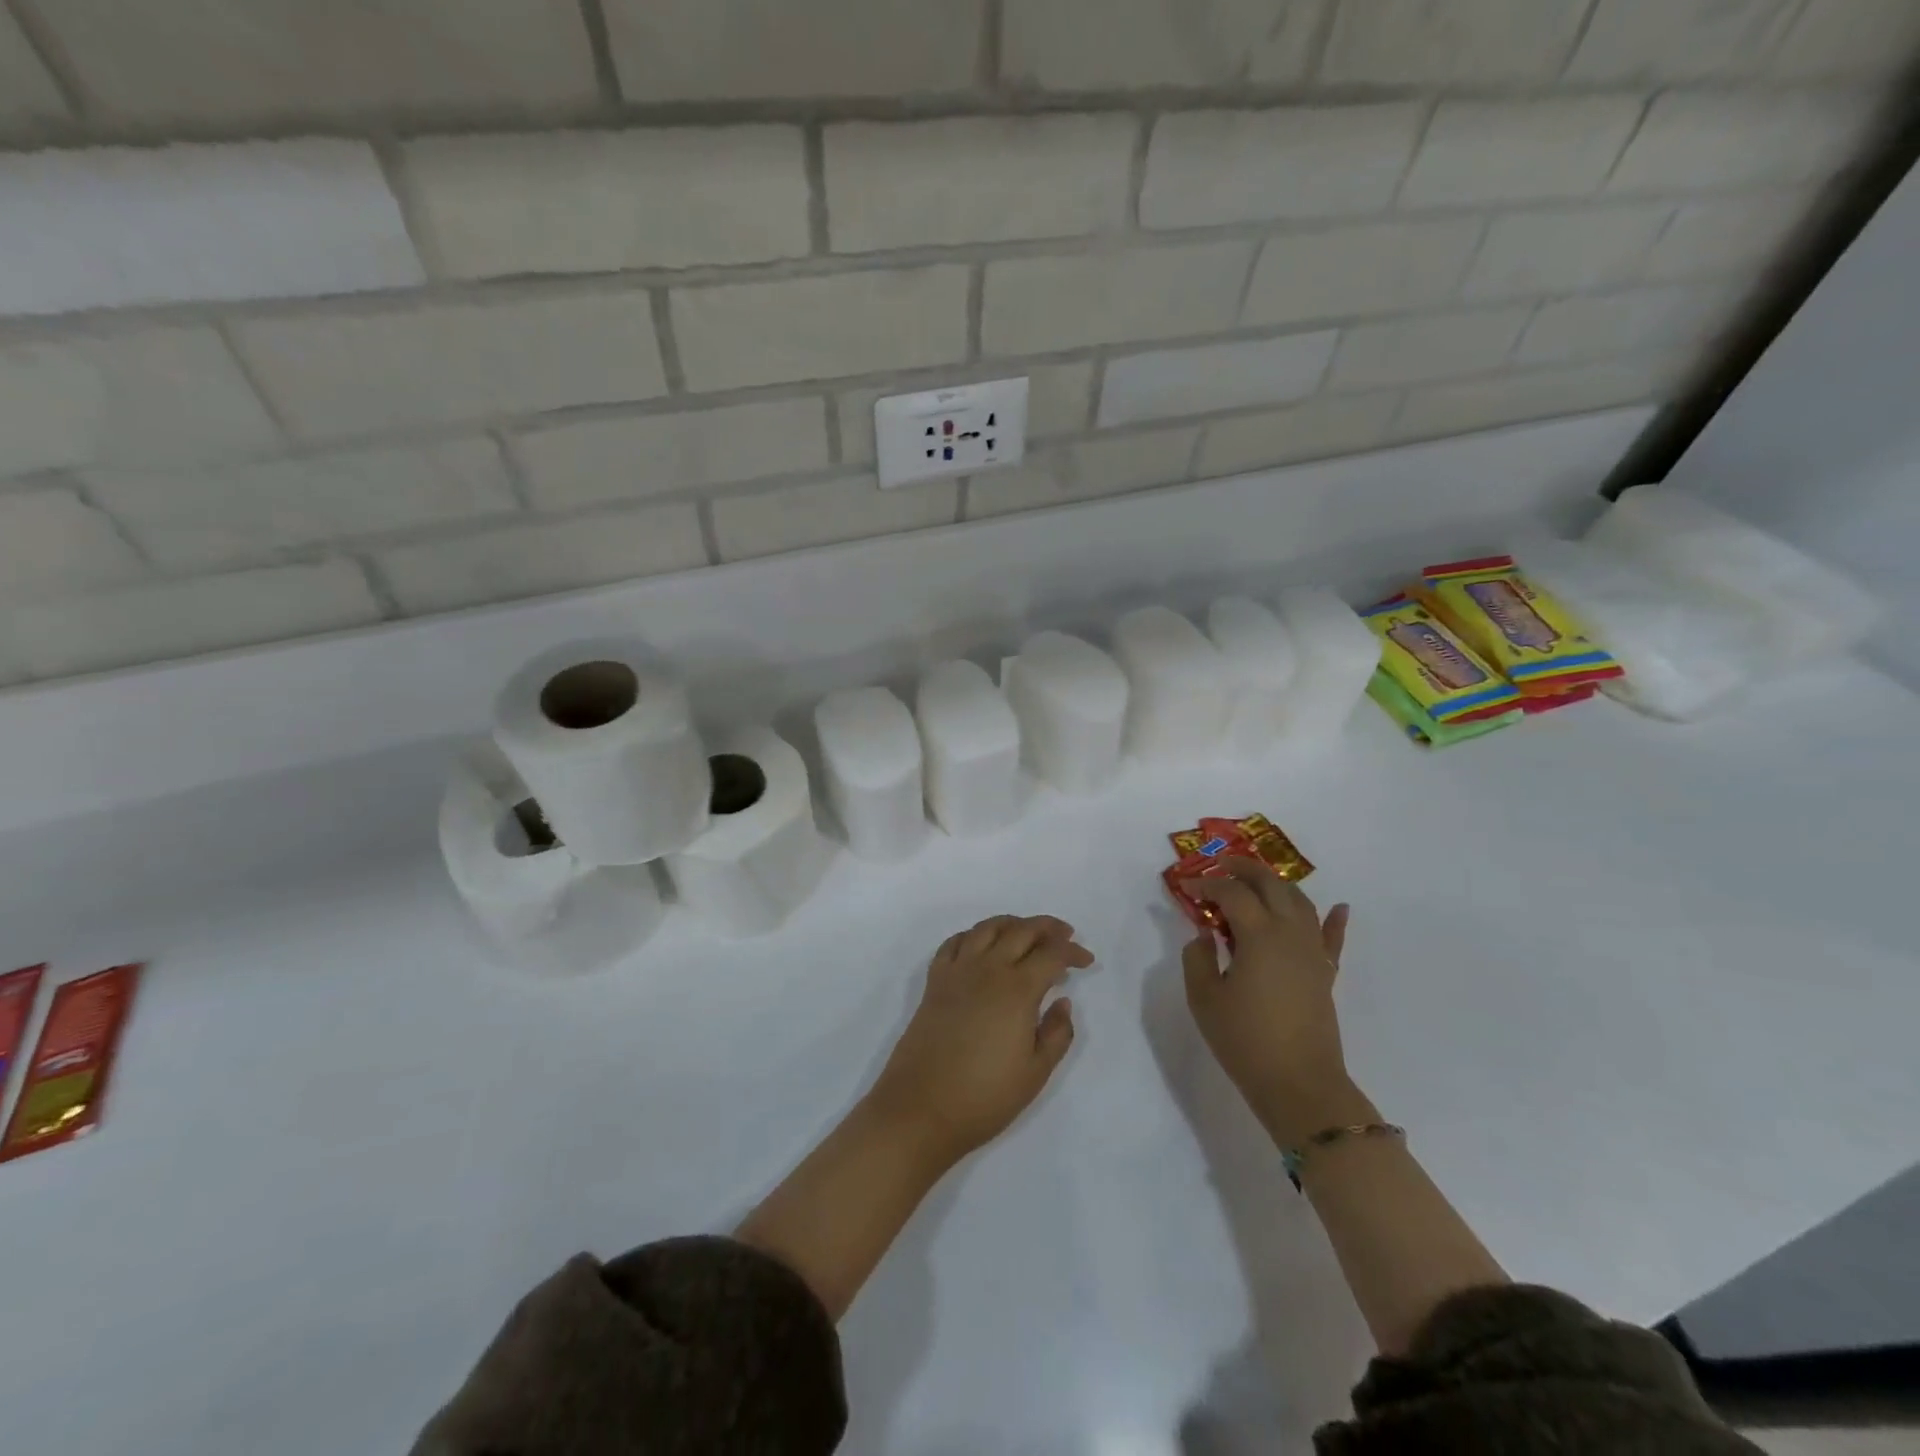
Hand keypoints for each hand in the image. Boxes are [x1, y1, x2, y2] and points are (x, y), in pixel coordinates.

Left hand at [867, 915, 1093, 1167]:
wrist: (920, 1108)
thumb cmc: (984, 1096)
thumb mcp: (1036, 1073)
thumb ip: (1057, 1033)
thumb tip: (1062, 1001)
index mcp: (1017, 989)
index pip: (1051, 954)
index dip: (1072, 952)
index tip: (1087, 961)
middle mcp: (987, 969)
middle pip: (1021, 930)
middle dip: (1048, 928)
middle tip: (1065, 935)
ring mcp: (957, 971)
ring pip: (987, 928)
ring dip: (1013, 923)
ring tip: (1028, 932)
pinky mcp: (935, 982)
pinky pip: (955, 942)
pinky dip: (975, 935)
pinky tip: (983, 946)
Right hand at [1182, 859, 1366, 1144]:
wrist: (1299, 1084)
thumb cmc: (1244, 1040)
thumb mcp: (1204, 998)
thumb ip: (1198, 958)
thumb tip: (1205, 935)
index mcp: (1259, 935)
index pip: (1231, 894)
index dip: (1206, 885)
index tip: (1186, 886)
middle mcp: (1289, 933)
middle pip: (1271, 885)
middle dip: (1245, 869)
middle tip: (1221, 866)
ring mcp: (1312, 953)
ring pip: (1300, 903)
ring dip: (1277, 885)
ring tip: (1256, 882)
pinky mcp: (1325, 974)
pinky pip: (1332, 938)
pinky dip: (1335, 920)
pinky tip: (1340, 907)